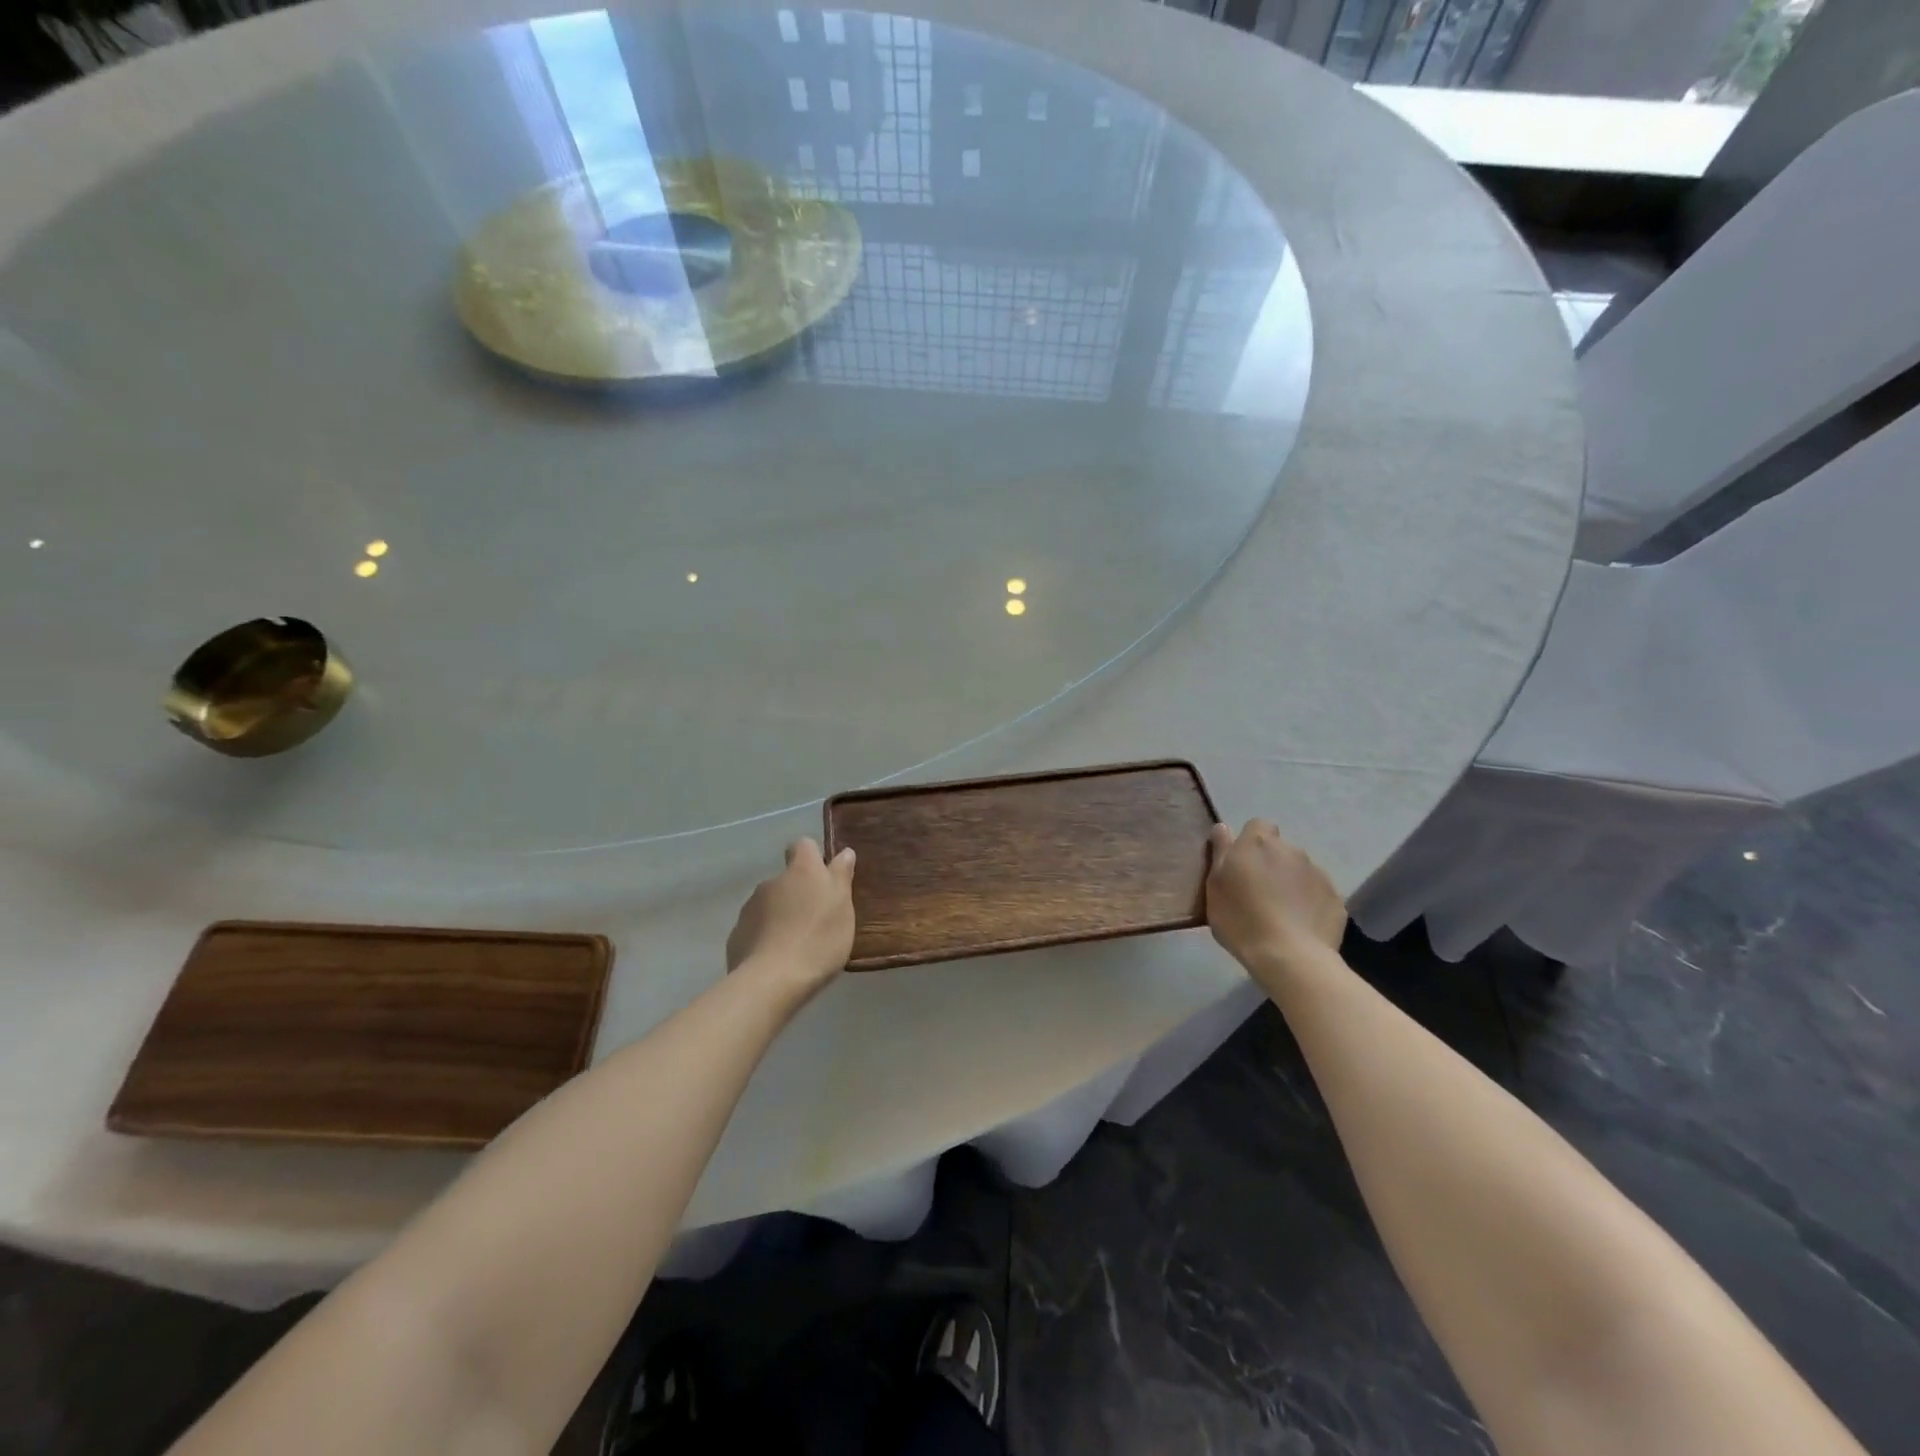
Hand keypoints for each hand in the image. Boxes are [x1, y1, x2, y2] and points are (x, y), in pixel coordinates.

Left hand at [725, 838, 856, 1001]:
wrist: (771, 981)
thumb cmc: (818, 940)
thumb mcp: (842, 908)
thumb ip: (841, 877)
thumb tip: (844, 852)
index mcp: (802, 871)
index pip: (804, 845)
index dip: (813, 857)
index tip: (824, 877)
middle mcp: (772, 882)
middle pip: (787, 878)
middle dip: (798, 892)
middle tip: (815, 920)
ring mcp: (750, 908)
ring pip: (769, 904)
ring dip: (780, 915)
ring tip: (795, 944)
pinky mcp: (737, 934)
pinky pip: (755, 928)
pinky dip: (765, 937)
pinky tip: (776, 959)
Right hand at [1205, 819, 1345, 979]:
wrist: (1290, 957)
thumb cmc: (1241, 919)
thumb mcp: (1214, 886)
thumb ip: (1220, 852)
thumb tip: (1222, 827)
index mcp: (1258, 843)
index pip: (1257, 825)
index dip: (1249, 842)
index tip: (1241, 864)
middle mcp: (1291, 850)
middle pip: (1279, 849)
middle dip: (1270, 864)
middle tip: (1257, 892)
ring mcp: (1317, 873)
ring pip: (1300, 871)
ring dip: (1290, 882)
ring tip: (1280, 912)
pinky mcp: (1335, 897)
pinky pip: (1317, 893)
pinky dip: (1308, 903)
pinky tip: (1299, 925)